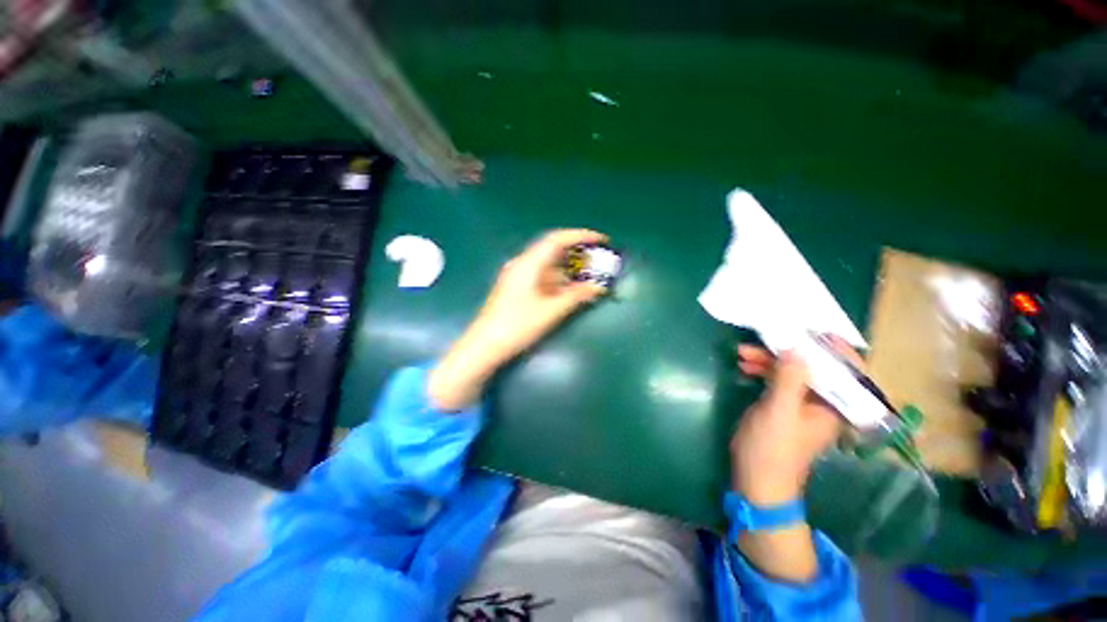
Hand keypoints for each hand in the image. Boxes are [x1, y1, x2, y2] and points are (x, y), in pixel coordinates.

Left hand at [428, 229, 608, 410]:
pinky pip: (542, 277)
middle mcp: (522, 264)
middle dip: (577, 254)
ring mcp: (518, 276)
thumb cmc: (517, 326)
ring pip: (548, 266)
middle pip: (553, 251)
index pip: (557, 239)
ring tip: (589, 276)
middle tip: (598, 260)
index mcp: (528, 263)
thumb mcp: (550, 311)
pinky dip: (558, 281)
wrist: (485, 345)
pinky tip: (571, 289)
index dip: (580, 236)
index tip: (601, 241)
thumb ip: (576, 296)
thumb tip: (599, 287)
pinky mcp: (517, 289)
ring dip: (569, 269)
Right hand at [730, 337, 861, 504]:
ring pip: (791, 372)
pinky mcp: (783, 406)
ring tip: (741, 353)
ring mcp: (801, 404)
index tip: (812, 331)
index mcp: (834, 406)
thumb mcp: (779, 411)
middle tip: (760, 341)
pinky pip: (778, 380)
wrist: (757, 480)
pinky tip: (744, 366)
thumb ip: (789, 379)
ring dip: (768, 360)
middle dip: (786, 352)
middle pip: (813, 367)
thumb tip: (796, 347)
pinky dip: (762, 371)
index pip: (848, 371)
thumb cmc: (772, 449)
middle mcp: (823, 402)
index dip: (835, 349)